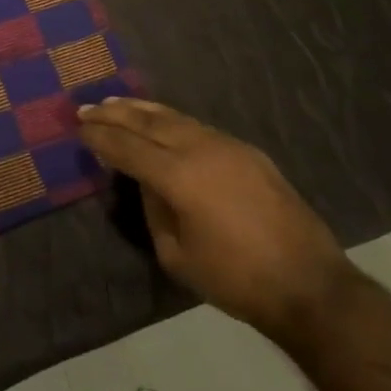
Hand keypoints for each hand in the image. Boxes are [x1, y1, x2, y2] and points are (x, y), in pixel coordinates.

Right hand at [79, 98, 350, 343]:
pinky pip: (198, 127)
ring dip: (142, 110)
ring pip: (174, 118)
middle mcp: (200, 149)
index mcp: (179, 176)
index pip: (127, 146)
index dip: (100, 136)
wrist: (312, 287)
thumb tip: (146, 182)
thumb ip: (154, 210)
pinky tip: (161, 122)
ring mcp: (228, 146)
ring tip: (117, 103)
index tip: (79, 127)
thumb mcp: (177, 255)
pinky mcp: (248, 152)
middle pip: (147, 122)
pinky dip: (171, 120)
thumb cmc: (237, 280)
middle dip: (114, 113)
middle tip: (87, 107)